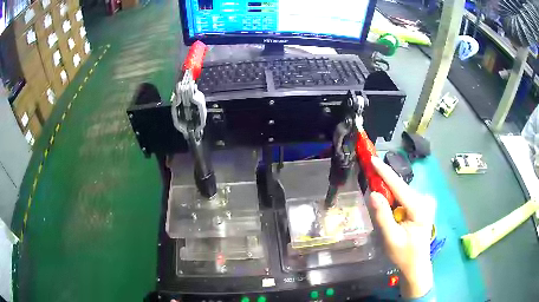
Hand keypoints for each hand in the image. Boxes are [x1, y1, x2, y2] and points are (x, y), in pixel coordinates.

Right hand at [369, 156, 435, 298]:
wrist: (417, 264)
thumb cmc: (404, 254)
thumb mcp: (391, 238)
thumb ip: (383, 216)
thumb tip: (374, 193)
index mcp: (419, 208)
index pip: (400, 187)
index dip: (385, 172)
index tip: (373, 159)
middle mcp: (426, 200)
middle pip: (401, 188)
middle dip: (385, 184)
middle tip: (370, 179)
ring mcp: (427, 202)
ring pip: (403, 192)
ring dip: (390, 194)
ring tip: (380, 201)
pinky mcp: (424, 205)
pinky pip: (406, 197)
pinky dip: (396, 199)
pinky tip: (392, 209)